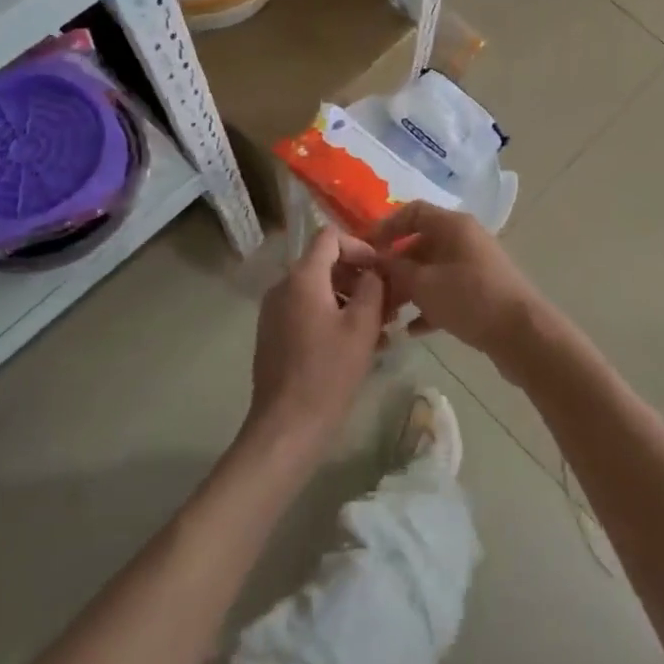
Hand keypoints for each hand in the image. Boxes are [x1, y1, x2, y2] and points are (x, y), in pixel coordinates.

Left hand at [243, 229, 386, 460]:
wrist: (286, 426)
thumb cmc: (329, 372)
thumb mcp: (362, 326)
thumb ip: (372, 287)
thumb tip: (373, 271)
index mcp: (302, 278)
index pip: (329, 237)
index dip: (360, 246)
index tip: (382, 269)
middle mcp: (282, 287)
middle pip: (324, 263)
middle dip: (358, 276)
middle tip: (388, 300)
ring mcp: (274, 312)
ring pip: (318, 290)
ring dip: (349, 298)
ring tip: (380, 326)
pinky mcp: (274, 334)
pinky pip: (307, 310)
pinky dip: (332, 315)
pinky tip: (357, 343)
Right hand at [368, 203, 553, 377]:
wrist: (523, 334)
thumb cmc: (470, 298)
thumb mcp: (424, 284)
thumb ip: (394, 269)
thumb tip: (373, 260)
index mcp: (453, 225)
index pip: (412, 212)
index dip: (386, 227)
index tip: (365, 249)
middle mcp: (464, 239)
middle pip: (420, 243)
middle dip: (393, 266)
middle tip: (370, 289)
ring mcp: (474, 266)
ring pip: (431, 271)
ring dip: (408, 289)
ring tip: (386, 313)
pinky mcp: (481, 292)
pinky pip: (446, 292)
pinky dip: (428, 306)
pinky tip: (410, 331)